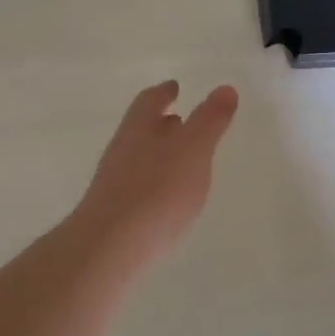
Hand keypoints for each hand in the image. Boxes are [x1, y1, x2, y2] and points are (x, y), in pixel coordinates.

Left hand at [70, 80, 238, 264]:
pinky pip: (139, 185)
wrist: (109, 248)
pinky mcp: (115, 212)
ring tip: (182, 158)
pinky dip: (156, 180)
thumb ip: (210, 120)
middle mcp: (122, 149)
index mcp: (139, 127)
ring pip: (140, 156)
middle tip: (181, 119)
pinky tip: (168, 197)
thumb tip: (225, 88)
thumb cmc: (156, 191)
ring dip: (160, 152)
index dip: (164, 92)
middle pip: (142, 127)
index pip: (150, 100)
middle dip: (162, 122)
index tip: (174, 86)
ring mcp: (115, 181)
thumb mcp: (193, 150)